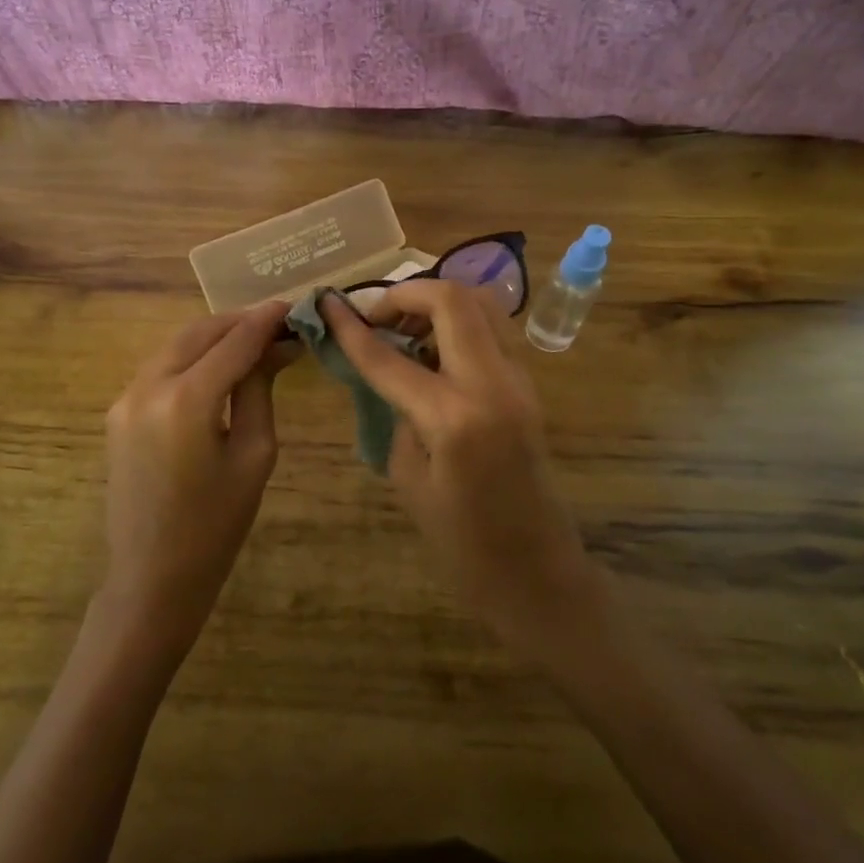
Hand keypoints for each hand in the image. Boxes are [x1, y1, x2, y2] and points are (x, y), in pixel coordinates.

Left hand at [100, 302, 293, 651]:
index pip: (233, 342)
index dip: (265, 321)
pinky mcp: (117, 412)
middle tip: (277, 323)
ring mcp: (125, 398)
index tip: (293, 307)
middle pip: (198, 333)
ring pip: (175, 346)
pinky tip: (217, 365)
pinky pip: (159, 369)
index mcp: (185, 400)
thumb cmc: (216, 524)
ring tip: (252, 340)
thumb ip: (259, 390)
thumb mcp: (253, 454)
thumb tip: (276, 348)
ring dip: (213, 337)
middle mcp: (147, 387)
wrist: (153, 575)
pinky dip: (191, 358)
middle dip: (238, 322)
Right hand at [322, 282, 601, 656]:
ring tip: (404, 330)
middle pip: (452, 299)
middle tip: (376, 316)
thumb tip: (391, 373)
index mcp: (453, 416)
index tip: (327, 303)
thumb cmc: (462, 542)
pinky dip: (459, 325)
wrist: (536, 569)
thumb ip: (397, 414)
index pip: (389, 356)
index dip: (352, 328)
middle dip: (406, 293)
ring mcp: (519, 380)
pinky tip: (433, 353)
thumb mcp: (409, 479)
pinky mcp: (529, 386)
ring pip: (481, 305)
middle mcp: (492, 383)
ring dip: (438, 303)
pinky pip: (492, 332)